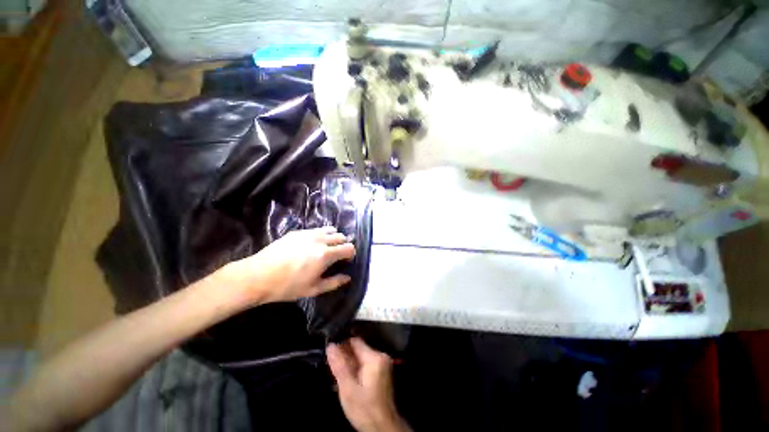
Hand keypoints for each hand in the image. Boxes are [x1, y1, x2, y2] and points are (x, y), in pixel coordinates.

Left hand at [224, 227, 355, 304]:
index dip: (350, 254)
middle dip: (342, 245)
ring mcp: (308, 233)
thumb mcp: (313, 289)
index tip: (346, 260)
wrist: (258, 276)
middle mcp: (320, 239)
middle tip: (336, 255)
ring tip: (325, 247)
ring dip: (332, 237)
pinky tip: (310, 245)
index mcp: (326, 254)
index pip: (348, 247)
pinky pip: (315, 230)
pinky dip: (320, 235)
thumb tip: (347, 277)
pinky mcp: (297, 231)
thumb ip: (334, 282)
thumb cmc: (287, 286)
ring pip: (329, 229)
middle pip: (341, 236)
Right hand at [327, 338, 409, 431]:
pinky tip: (346, 377)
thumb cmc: (365, 409)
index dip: (341, 343)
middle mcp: (380, 356)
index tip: (329, 347)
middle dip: (344, 355)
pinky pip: (365, 364)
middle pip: (358, 349)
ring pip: (360, 356)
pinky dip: (355, 368)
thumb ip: (339, 366)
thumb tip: (331, 346)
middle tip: (331, 362)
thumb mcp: (348, 389)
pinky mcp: (381, 371)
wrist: (382, 427)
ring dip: (349, 362)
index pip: (355, 341)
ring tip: (336, 370)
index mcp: (374, 357)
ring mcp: (382, 364)